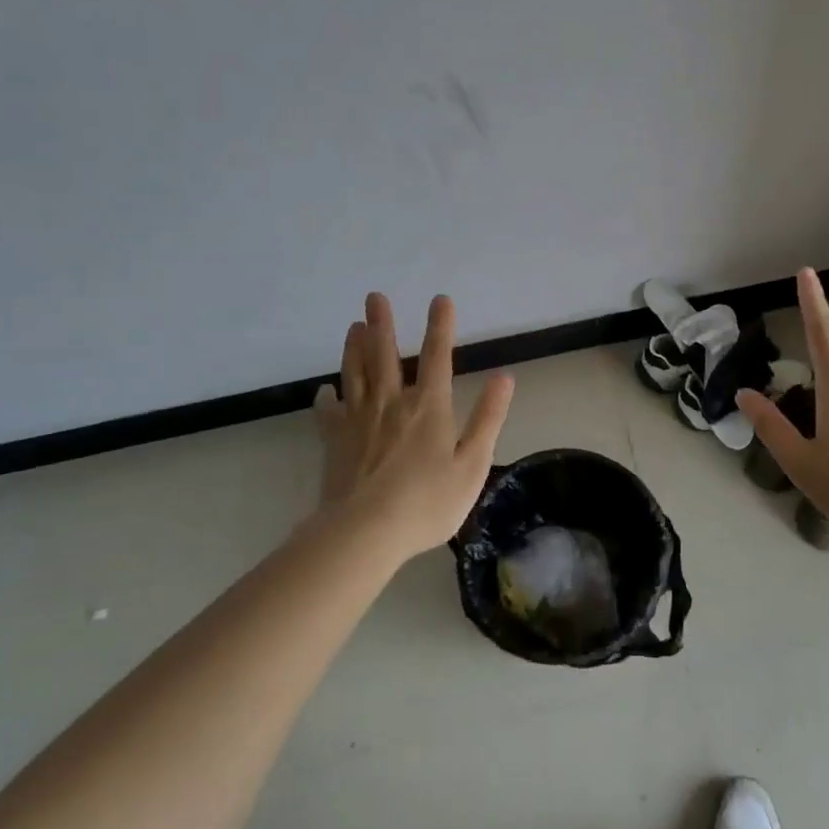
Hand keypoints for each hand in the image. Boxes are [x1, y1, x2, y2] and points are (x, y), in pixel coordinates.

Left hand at [313, 292, 515, 561]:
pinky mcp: (334, 441)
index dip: (440, 326)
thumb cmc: (427, 502)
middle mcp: (391, 403)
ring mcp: (358, 420)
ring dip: (354, 348)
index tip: (439, 299)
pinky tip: (325, 391)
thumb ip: (488, 418)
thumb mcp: (472, 463)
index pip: (437, 356)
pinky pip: (328, 412)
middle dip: (382, 323)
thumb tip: (504, 378)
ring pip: (355, 374)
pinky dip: (326, 398)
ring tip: (353, 326)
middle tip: (374, 297)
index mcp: (428, 406)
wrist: (365, 532)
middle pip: (384, 355)